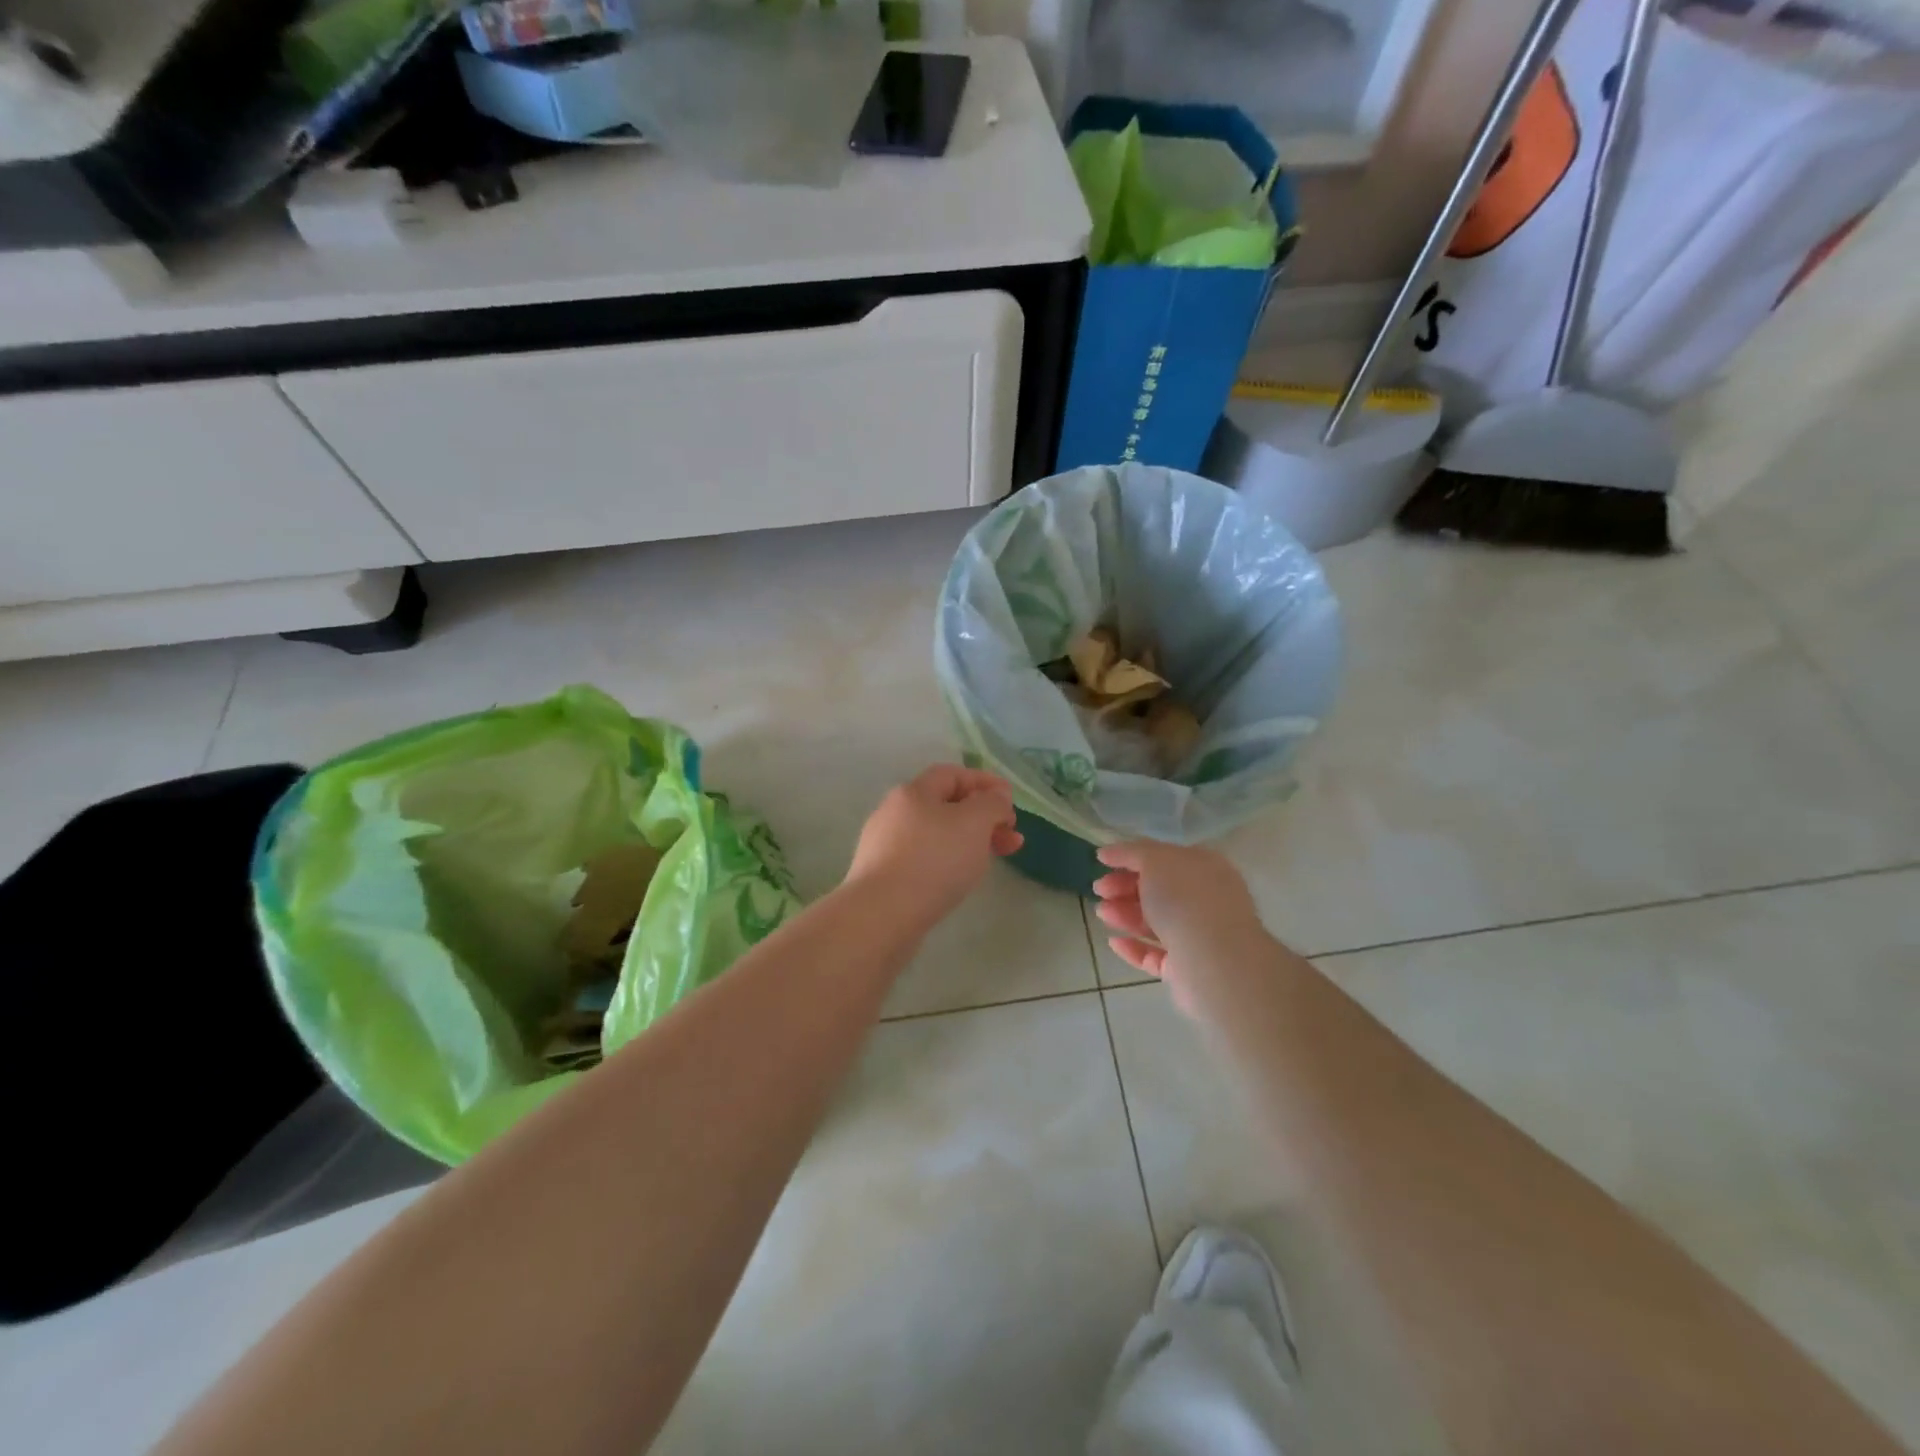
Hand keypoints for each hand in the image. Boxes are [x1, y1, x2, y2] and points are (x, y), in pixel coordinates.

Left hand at [844, 766, 1022, 928]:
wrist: (882, 915)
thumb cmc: (933, 860)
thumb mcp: (974, 822)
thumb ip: (991, 804)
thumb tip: (995, 797)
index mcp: (913, 792)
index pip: (952, 774)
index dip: (985, 782)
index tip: (1011, 801)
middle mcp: (894, 813)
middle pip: (945, 805)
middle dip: (983, 817)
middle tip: (1012, 838)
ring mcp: (885, 846)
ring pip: (936, 835)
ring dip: (969, 841)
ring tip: (992, 860)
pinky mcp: (884, 877)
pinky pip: (924, 860)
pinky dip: (948, 862)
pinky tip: (960, 879)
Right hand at [1092, 841, 1266, 1013]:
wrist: (1213, 961)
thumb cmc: (1185, 899)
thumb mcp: (1155, 860)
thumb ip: (1132, 852)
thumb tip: (1108, 851)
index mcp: (1205, 869)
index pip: (1165, 858)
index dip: (1132, 858)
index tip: (1102, 863)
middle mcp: (1206, 901)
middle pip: (1159, 891)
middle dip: (1125, 888)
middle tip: (1099, 890)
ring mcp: (1198, 937)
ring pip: (1156, 922)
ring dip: (1125, 915)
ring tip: (1101, 913)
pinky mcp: (1187, 969)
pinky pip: (1156, 955)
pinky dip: (1134, 947)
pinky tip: (1113, 942)